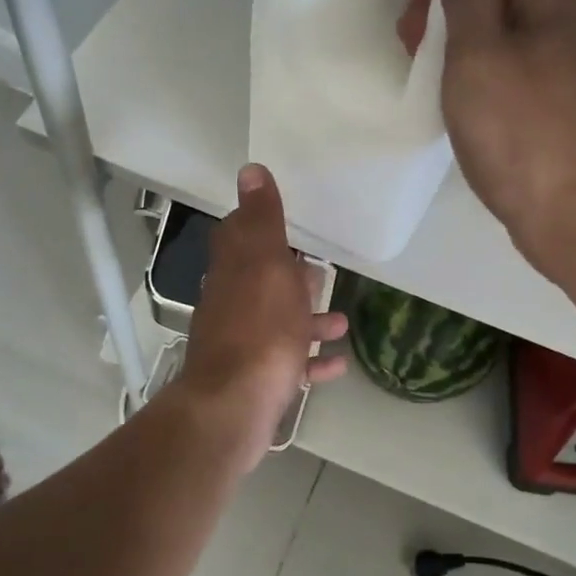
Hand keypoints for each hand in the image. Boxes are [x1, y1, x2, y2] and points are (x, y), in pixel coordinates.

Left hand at [174, 164, 347, 460]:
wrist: (236, 405)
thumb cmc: (260, 328)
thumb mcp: (266, 263)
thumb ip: (262, 219)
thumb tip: (249, 169)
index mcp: (235, 271)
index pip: (238, 236)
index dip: (258, 226)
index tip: (286, 223)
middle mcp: (233, 303)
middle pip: (261, 281)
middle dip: (290, 275)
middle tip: (321, 271)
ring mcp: (243, 343)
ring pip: (279, 323)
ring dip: (308, 319)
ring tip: (342, 321)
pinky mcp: (256, 379)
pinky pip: (289, 363)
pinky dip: (312, 359)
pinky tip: (338, 362)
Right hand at [398, 0, 575, 277]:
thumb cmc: (523, 132)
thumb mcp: (481, 52)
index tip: (413, 5)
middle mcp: (567, 24)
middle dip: (449, 1)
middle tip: (410, 41)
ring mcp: (565, 68)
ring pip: (503, 30)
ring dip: (458, 38)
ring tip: (423, 70)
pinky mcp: (556, 107)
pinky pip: (510, 67)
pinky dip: (477, 71)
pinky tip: (455, 99)